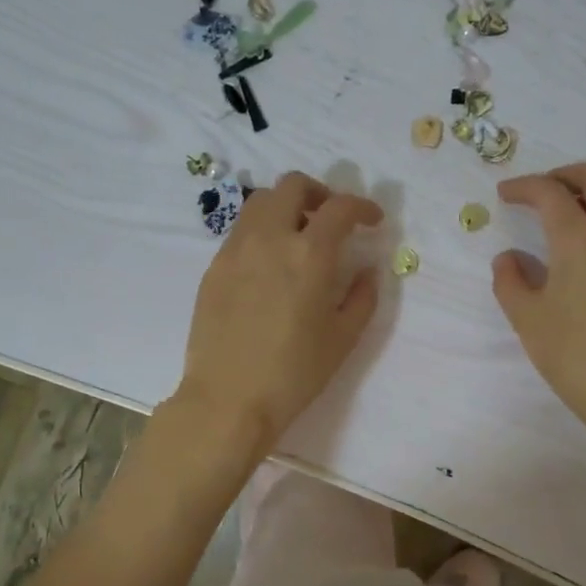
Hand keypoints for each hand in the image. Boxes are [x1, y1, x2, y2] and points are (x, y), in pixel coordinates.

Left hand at [175, 172, 382, 457]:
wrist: (228, 399)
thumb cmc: (294, 373)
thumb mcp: (343, 339)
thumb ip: (362, 297)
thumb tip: (367, 270)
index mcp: (310, 254)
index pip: (339, 207)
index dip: (362, 206)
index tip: (371, 220)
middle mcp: (270, 238)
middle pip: (292, 186)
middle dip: (319, 193)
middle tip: (331, 219)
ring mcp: (235, 249)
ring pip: (260, 202)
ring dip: (286, 207)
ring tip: (298, 237)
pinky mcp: (214, 267)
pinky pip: (241, 231)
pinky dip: (262, 231)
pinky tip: (270, 265)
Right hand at [492, 162, 585, 438]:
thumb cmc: (572, 353)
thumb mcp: (526, 317)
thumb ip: (510, 279)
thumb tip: (509, 258)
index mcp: (579, 237)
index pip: (550, 192)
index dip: (524, 187)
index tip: (504, 194)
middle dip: (564, 174)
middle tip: (539, 191)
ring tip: (567, 209)